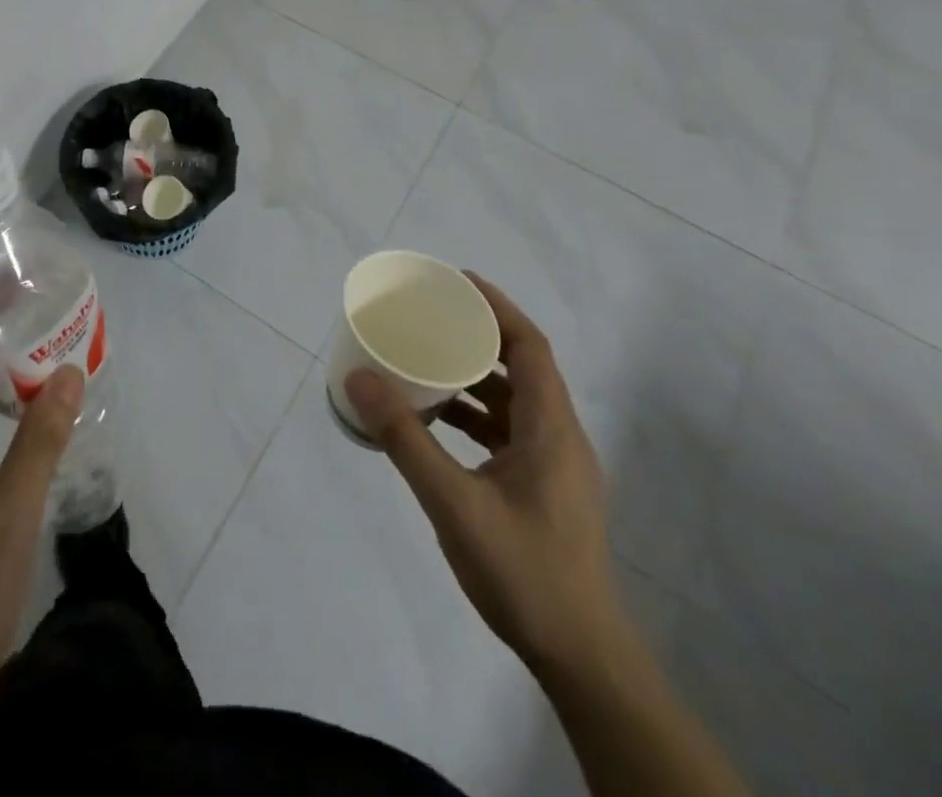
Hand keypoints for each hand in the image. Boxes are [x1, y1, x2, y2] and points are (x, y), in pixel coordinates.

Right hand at [344, 273, 621, 672]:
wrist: (581, 659)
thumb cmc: (524, 573)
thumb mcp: (453, 503)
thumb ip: (406, 439)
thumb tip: (360, 378)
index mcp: (551, 430)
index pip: (531, 346)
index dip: (497, 307)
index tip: (456, 282)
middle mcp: (559, 439)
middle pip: (523, 367)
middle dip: (478, 336)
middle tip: (431, 316)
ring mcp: (555, 468)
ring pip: (515, 402)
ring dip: (474, 377)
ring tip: (426, 361)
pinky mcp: (544, 491)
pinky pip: (508, 432)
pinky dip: (475, 415)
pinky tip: (437, 423)